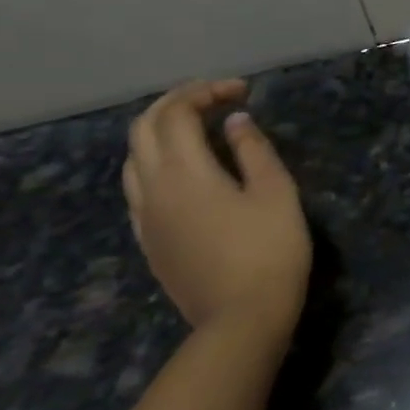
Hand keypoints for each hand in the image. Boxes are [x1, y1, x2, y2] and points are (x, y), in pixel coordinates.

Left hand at [122, 79, 310, 344]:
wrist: (241, 318)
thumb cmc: (270, 250)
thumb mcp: (276, 193)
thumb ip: (253, 151)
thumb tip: (234, 121)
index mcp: (184, 172)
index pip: (177, 114)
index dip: (205, 92)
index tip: (242, 91)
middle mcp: (152, 188)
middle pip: (144, 129)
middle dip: (176, 104)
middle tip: (215, 100)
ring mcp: (145, 217)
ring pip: (133, 158)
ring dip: (160, 132)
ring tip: (198, 131)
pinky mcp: (149, 240)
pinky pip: (137, 188)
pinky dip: (156, 163)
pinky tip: (185, 174)